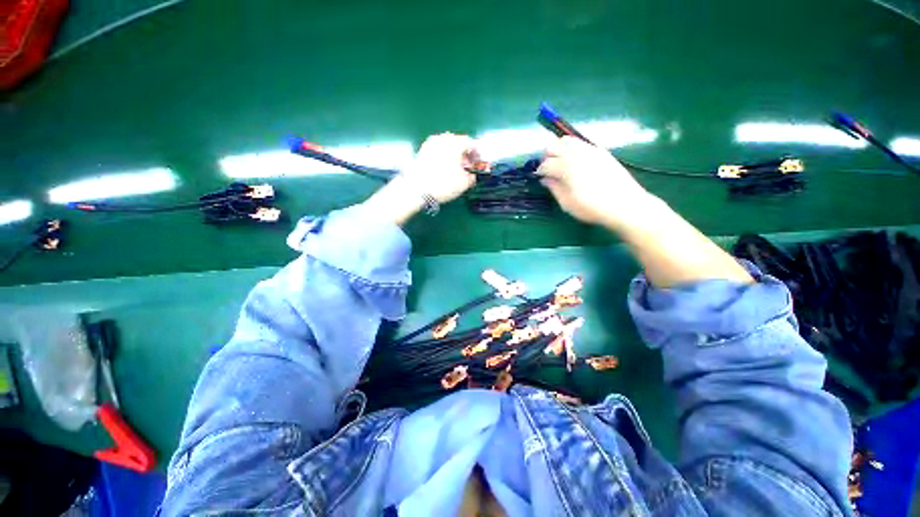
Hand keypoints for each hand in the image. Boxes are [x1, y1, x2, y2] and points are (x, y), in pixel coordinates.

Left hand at [398, 132, 477, 202]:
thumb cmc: (443, 184)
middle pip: (459, 143)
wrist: (415, 189)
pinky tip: (445, 170)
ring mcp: (430, 144)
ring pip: (448, 147)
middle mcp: (442, 138)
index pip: (472, 143)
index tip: (481, 164)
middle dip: (466, 155)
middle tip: (470, 168)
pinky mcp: (421, 152)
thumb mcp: (464, 183)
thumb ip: (472, 177)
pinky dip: (445, 159)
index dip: (478, 154)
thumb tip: (472, 175)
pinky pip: (438, 152)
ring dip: (455, 157)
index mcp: (455, 142)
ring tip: (458, 171)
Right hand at [537, 136, 655, 227]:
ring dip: (558, 149)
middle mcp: (576, 154)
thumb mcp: (567, 203)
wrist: (624, 204)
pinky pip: (581, 143)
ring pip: (566, 140)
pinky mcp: (600, 150)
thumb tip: (545, 179)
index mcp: (566, 167)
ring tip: (560, 163)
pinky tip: (575, 161)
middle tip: (547, 170)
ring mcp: (589, 149)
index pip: (545, 164)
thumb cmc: (592, 207)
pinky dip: (572, 148)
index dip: (539, 171)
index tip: (538, 178)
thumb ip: (554, 188)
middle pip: (553, 146)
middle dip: (546, 157)